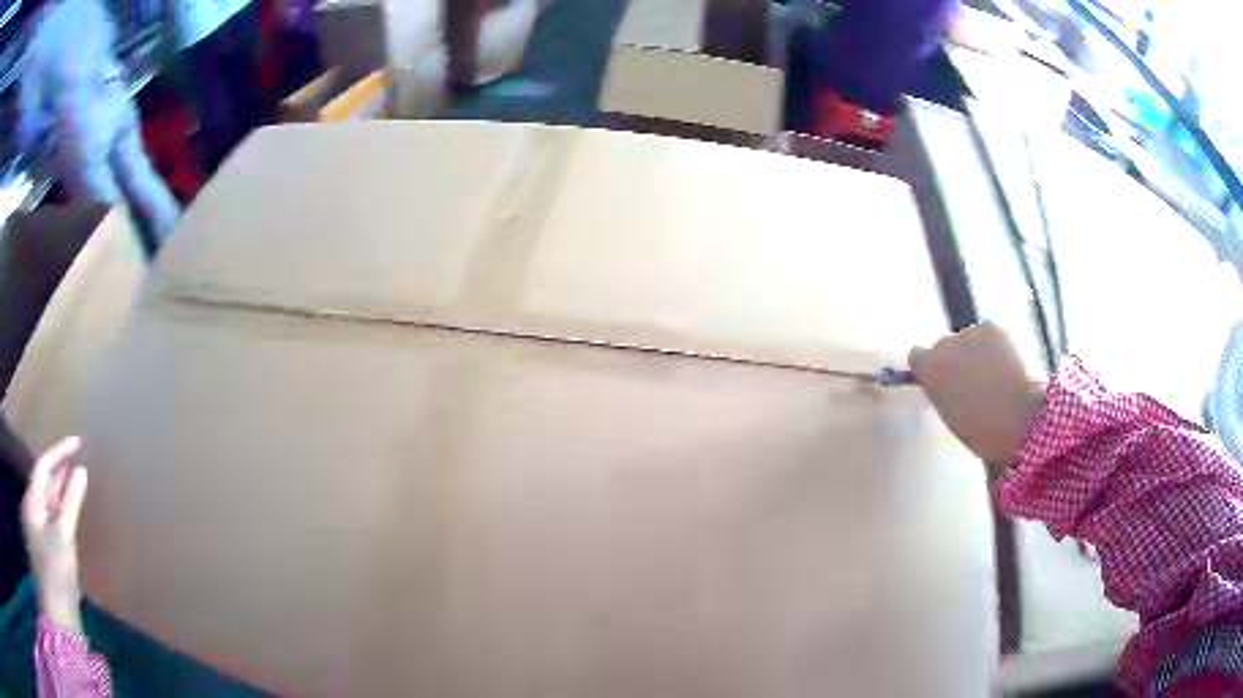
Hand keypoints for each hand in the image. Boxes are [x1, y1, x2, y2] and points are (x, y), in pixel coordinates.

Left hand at [21, 437, 87, 631]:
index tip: (78, 442)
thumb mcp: (62, 536)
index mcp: (33, 501)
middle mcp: (34, 510)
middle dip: (61, 470)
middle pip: (46, 483)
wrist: (59, 614)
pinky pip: (56, 521)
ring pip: (51, 503)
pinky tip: (74, 514)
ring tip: (79, 482)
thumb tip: (81, 471)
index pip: (44, 466)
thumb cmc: (55, 571)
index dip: (59, 452)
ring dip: (63, 492)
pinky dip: (65, 513)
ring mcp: (41, 531)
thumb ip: (70, 503)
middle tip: (80, 458)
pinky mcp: (50, 550)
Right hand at [909, 324, 1046, 470]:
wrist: (1016, 417)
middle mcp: (945, 344)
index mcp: (928, 368)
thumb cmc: (980, 430)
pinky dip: (995, 346)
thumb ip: (941, 391)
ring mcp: (970, 333)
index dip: (930, 366)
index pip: (918, 356)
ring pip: (970, 340)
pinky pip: (990, 335)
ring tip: (993, 376)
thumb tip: (946, 383)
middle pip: (945, 346)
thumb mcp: (948, 415)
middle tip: (972, 382)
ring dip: (976, 352)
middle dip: (956, 359)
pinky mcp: (994, 328)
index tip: (941, 378)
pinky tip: (1005, 366)